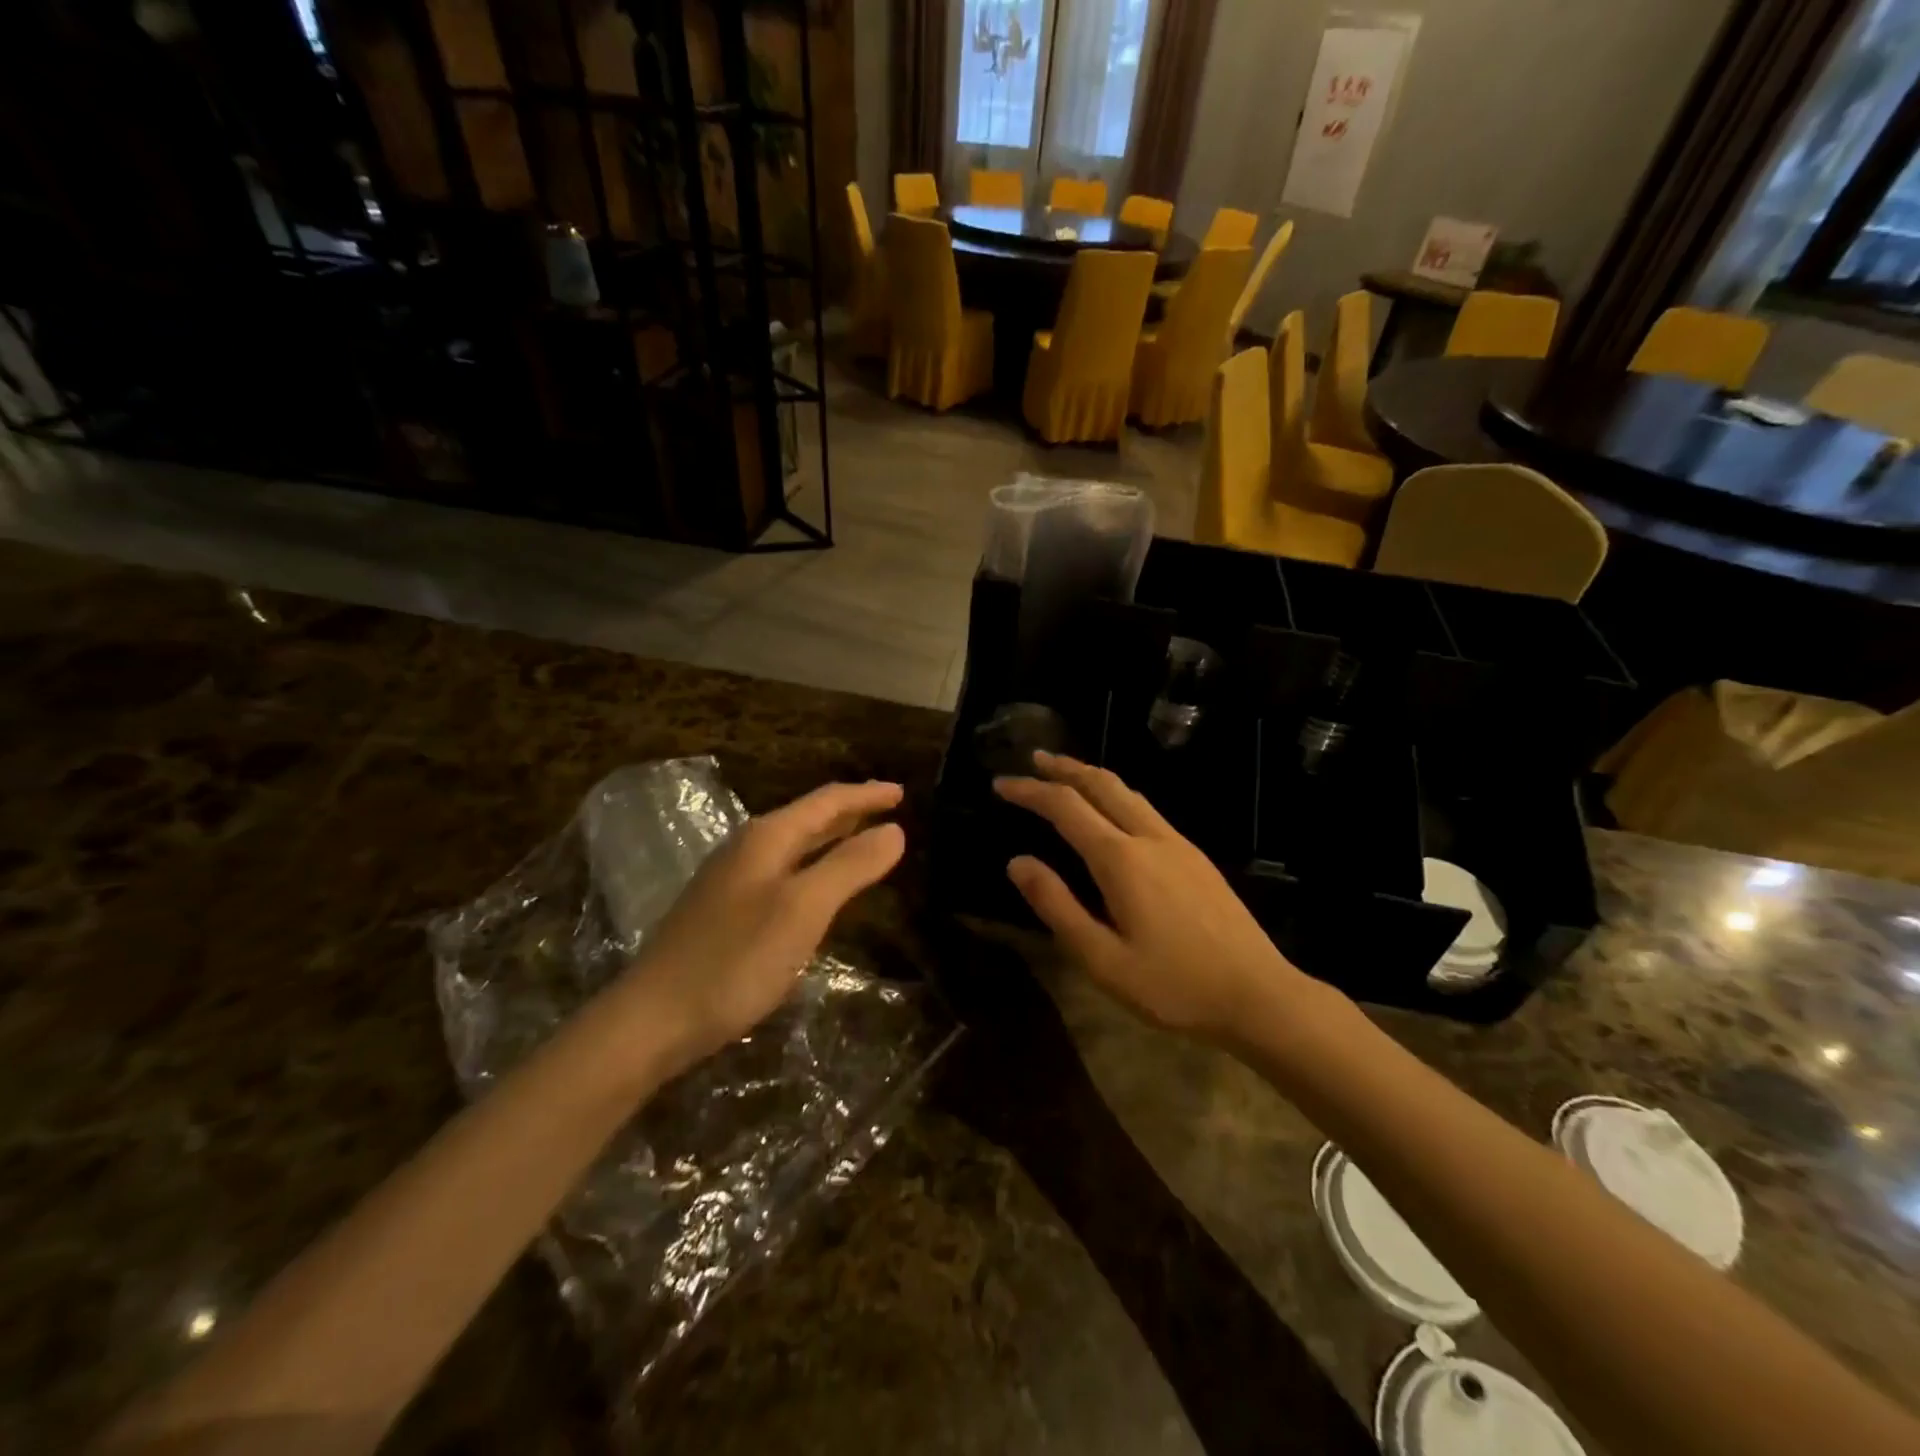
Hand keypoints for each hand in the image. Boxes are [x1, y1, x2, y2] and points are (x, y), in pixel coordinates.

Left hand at [620, 780, 906, 1074]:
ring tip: (862, 838)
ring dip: (830, 839)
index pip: (826, 802)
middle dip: (850, 812)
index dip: (866, 795)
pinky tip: (817, 887)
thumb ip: (849, 867)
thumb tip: (894, 830)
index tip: (902, 793)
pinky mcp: (724, 912)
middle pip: (808, 819)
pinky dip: (812, 867)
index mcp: (767, 838)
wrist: (652, 1020)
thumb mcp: (802, 910)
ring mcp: (731, 881)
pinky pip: (782, 873)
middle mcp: (747, 849)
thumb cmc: (735, 960)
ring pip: (794, 846)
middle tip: (888, 808)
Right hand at [994, 753, 1306, 1040]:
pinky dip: (1116, 796)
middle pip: (1102, 784)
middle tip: (1034, 759)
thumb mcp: (1103, 959)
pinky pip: (1147, 809)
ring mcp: (1179, 844)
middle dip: (1065, 767)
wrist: (1259, 994)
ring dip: (1093, 777)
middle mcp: (1150, 838)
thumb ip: (1058, 906)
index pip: (1066, 807)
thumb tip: (1017, 862)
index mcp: (1122, 860)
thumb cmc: (1174, 985)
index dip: (1030, 791)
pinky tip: (1112, 813)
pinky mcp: (1196, 857)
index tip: (1000, 784)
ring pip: (1129, 793)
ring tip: (1066, 776)